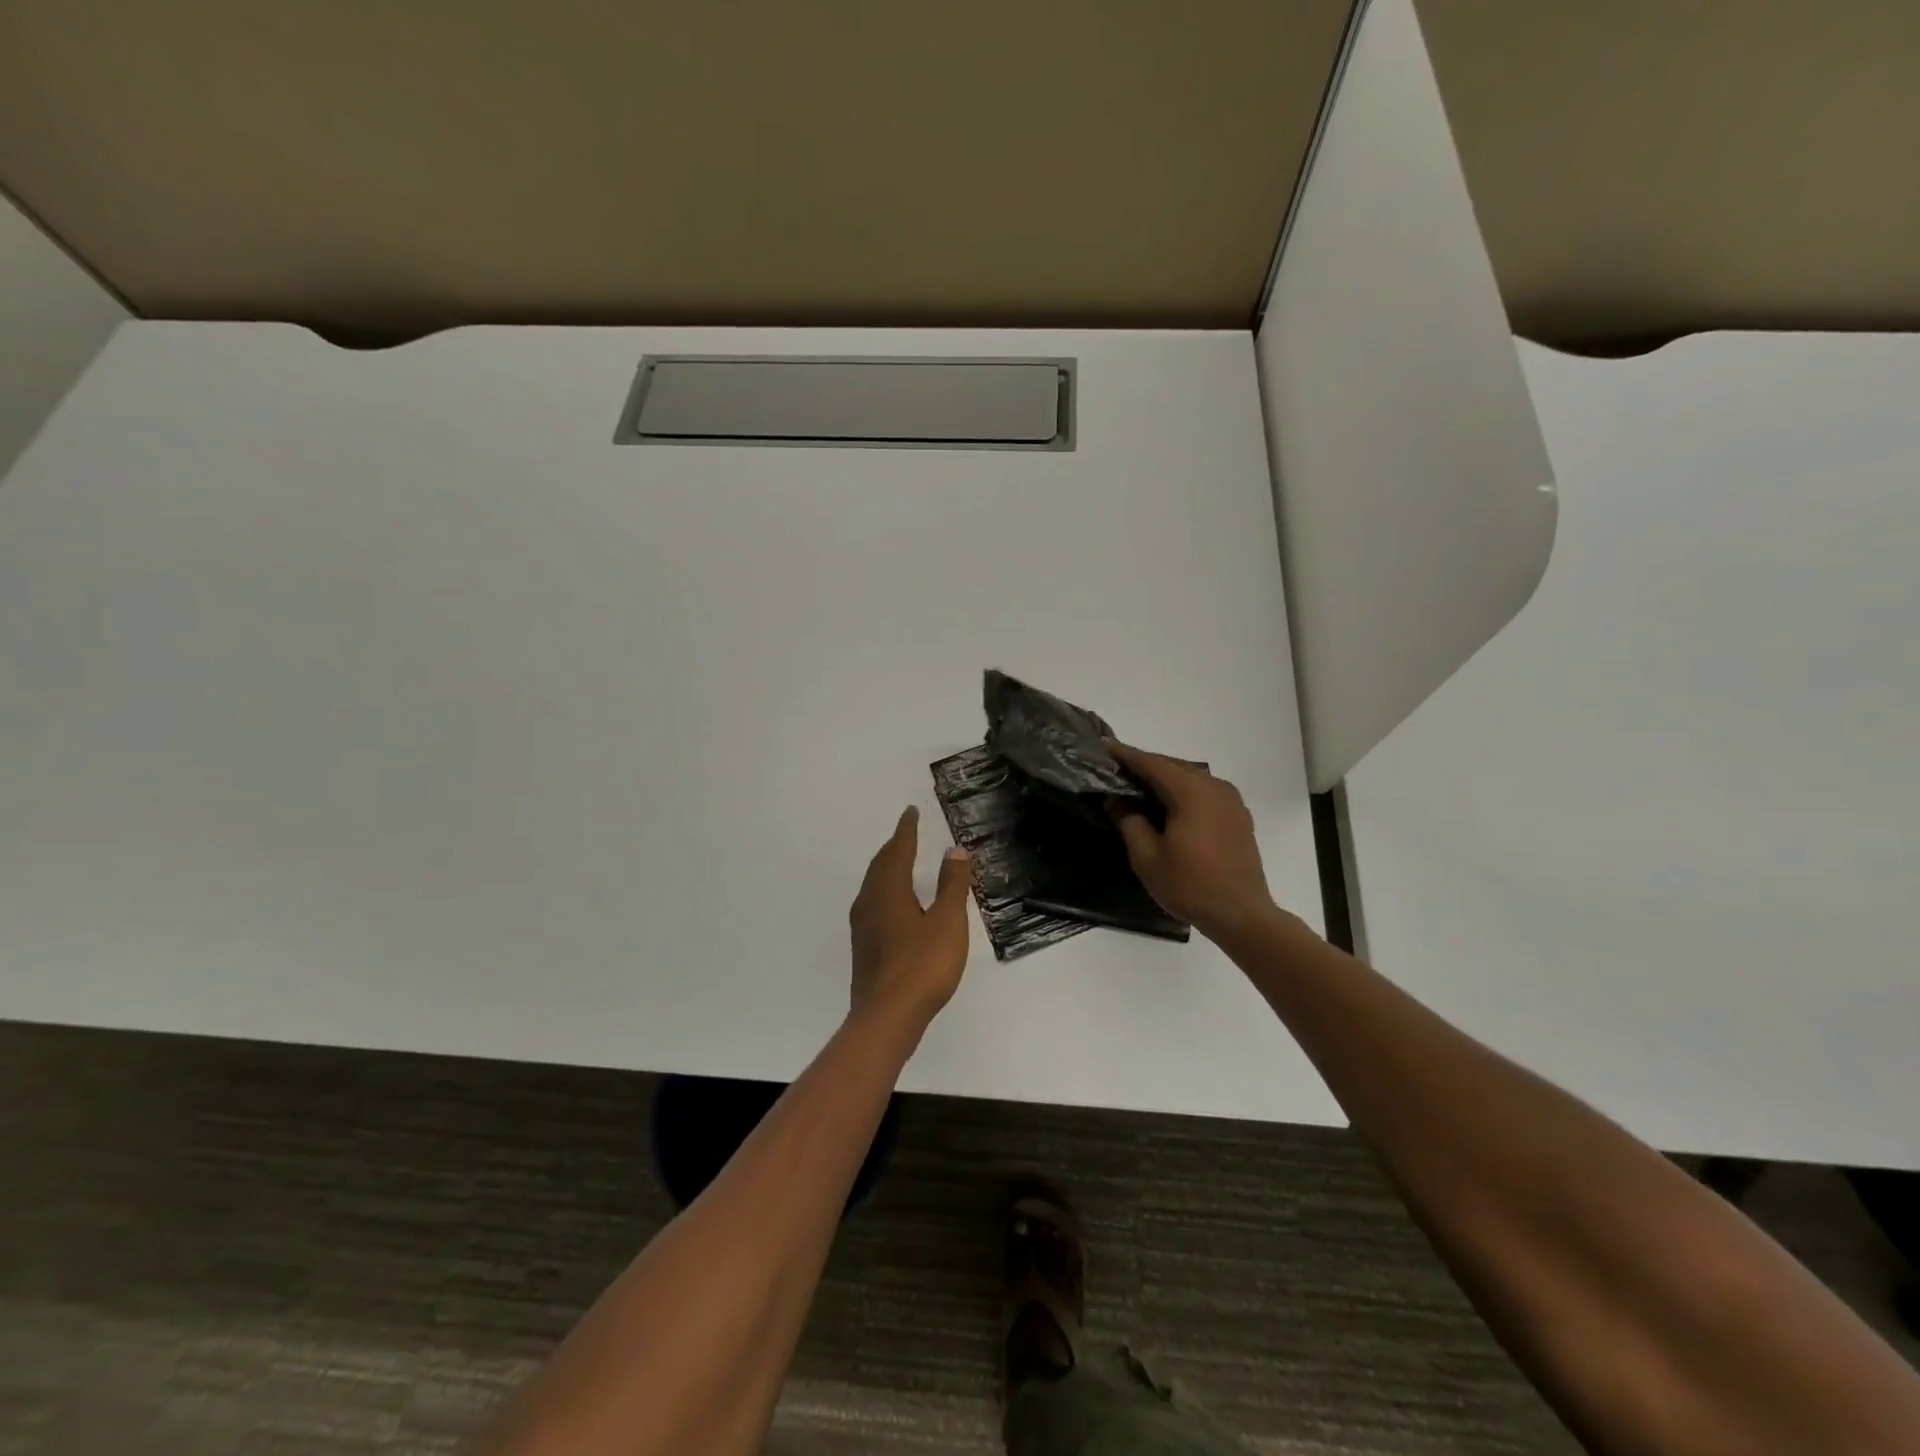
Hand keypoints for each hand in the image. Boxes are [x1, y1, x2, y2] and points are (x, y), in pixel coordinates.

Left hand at [849, 807, 972, 1031]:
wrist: (886, 1017)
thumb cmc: (922, 966)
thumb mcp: (947, 922)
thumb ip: (952, 885)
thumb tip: (954, 850)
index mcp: (889, 890)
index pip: (898, 850)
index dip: (907, 830)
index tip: (911, 811)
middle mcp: (870, 902)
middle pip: (880, 864)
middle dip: (894, 846)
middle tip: (907, 833)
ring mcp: (863, 926)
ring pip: (873, 884)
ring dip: (887, 867)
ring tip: (900, 862)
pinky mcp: (863, 946)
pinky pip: (873, 902)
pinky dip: (885, 889)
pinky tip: (894, 904)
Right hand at [1106, 742, 1280, 943]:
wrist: (1242, 915)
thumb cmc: (1190, 886)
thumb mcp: (1147, 857)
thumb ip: (1129, 821)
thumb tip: (1118, 800)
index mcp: (1191, 792)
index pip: (1151, 764)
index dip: (1125, 755)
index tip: (1103, 747)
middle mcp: (1214, 786)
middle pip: (1172, 766)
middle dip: (1144, 765)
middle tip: (1116, 768)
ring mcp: (1230, 801)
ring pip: (1190, 778)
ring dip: (1164, 779)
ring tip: (1138, 785)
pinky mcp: (1238, 816)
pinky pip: (1204, 792)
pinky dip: (1183, 791)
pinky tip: (1169, 805)